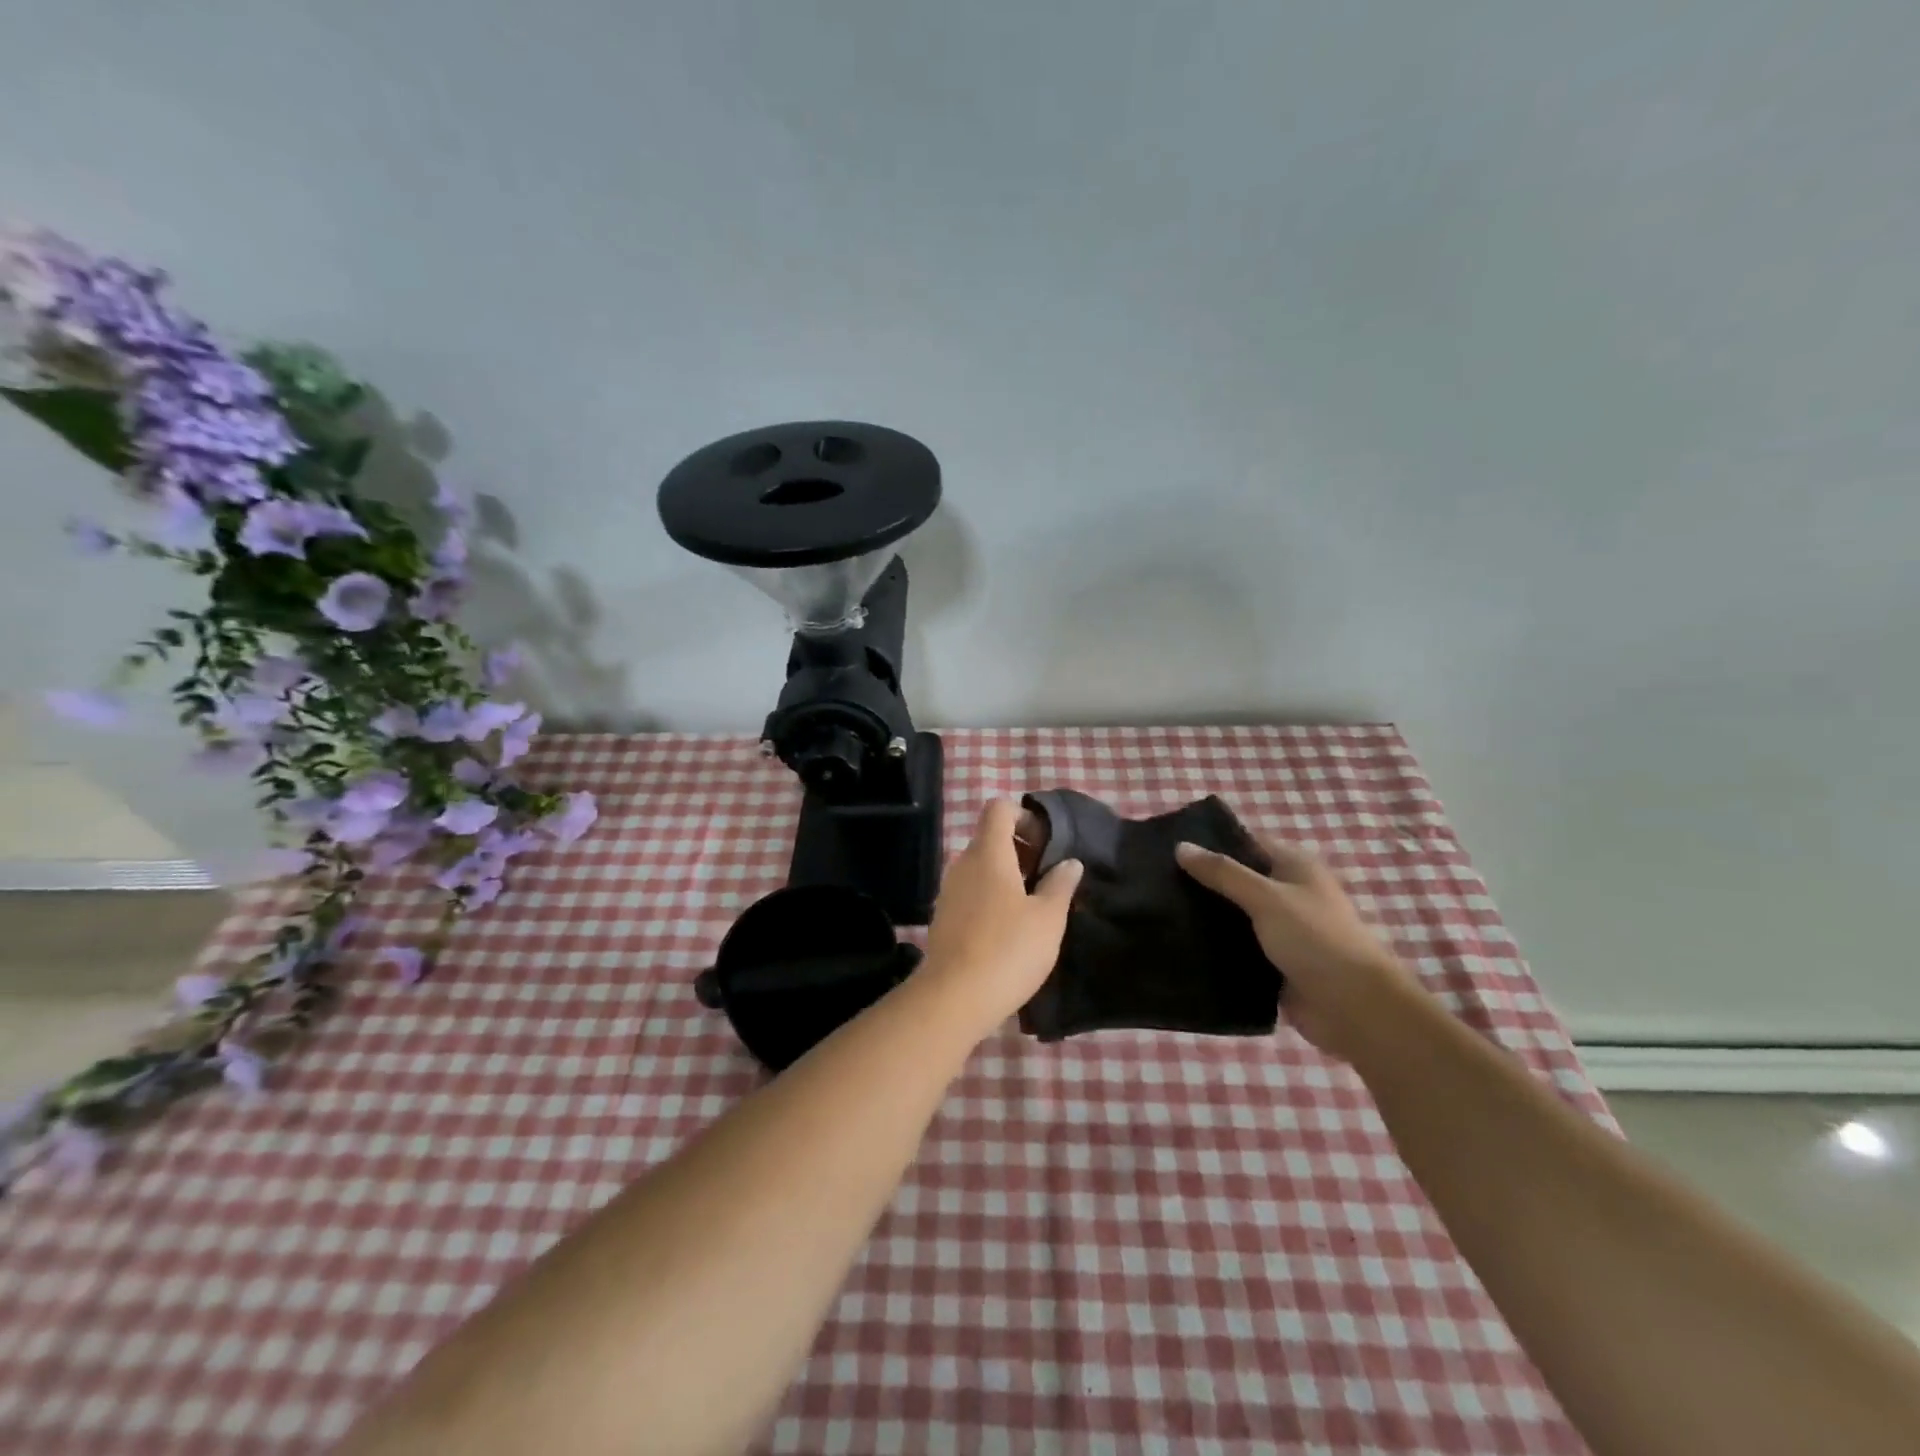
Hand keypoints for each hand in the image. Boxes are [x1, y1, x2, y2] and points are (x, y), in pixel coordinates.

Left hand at [922, 800, 1083, 1035]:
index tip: (1047, 844)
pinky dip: (991, 897)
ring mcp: (949, 891)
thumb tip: (1070, 862)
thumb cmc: (1008, 949)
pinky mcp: (943, 917)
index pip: (999, 809)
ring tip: (1034, 907)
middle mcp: (963, 864)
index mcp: (988, 853)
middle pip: (990, 838)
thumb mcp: (1048, 918)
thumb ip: (1060, 884)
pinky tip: (1009, 930)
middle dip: (1021, 850)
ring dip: (1007, 876)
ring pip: (980, 867)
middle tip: (1048, 878)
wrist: (953, 998)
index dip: (1025, 817)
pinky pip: (971, 892)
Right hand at [1175, 836, 1422, 1061]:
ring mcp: (1280, 930)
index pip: (1246, 844)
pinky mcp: (1271, 963)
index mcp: (1294, 867)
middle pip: (1236, 880)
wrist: (1353, 1008)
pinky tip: (1179, 943)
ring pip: (1233, 916)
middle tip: (1154, 880)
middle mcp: (1287, 894)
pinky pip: (1235, 948)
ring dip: (1205, 916)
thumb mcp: (1266, 897)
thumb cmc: (1315, 939)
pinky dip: (1213, 947)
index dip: (1211, 843)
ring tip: (1158, 910)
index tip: (1168, 846)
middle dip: (1201, 881)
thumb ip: (1223, 872)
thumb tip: (1180, 847)